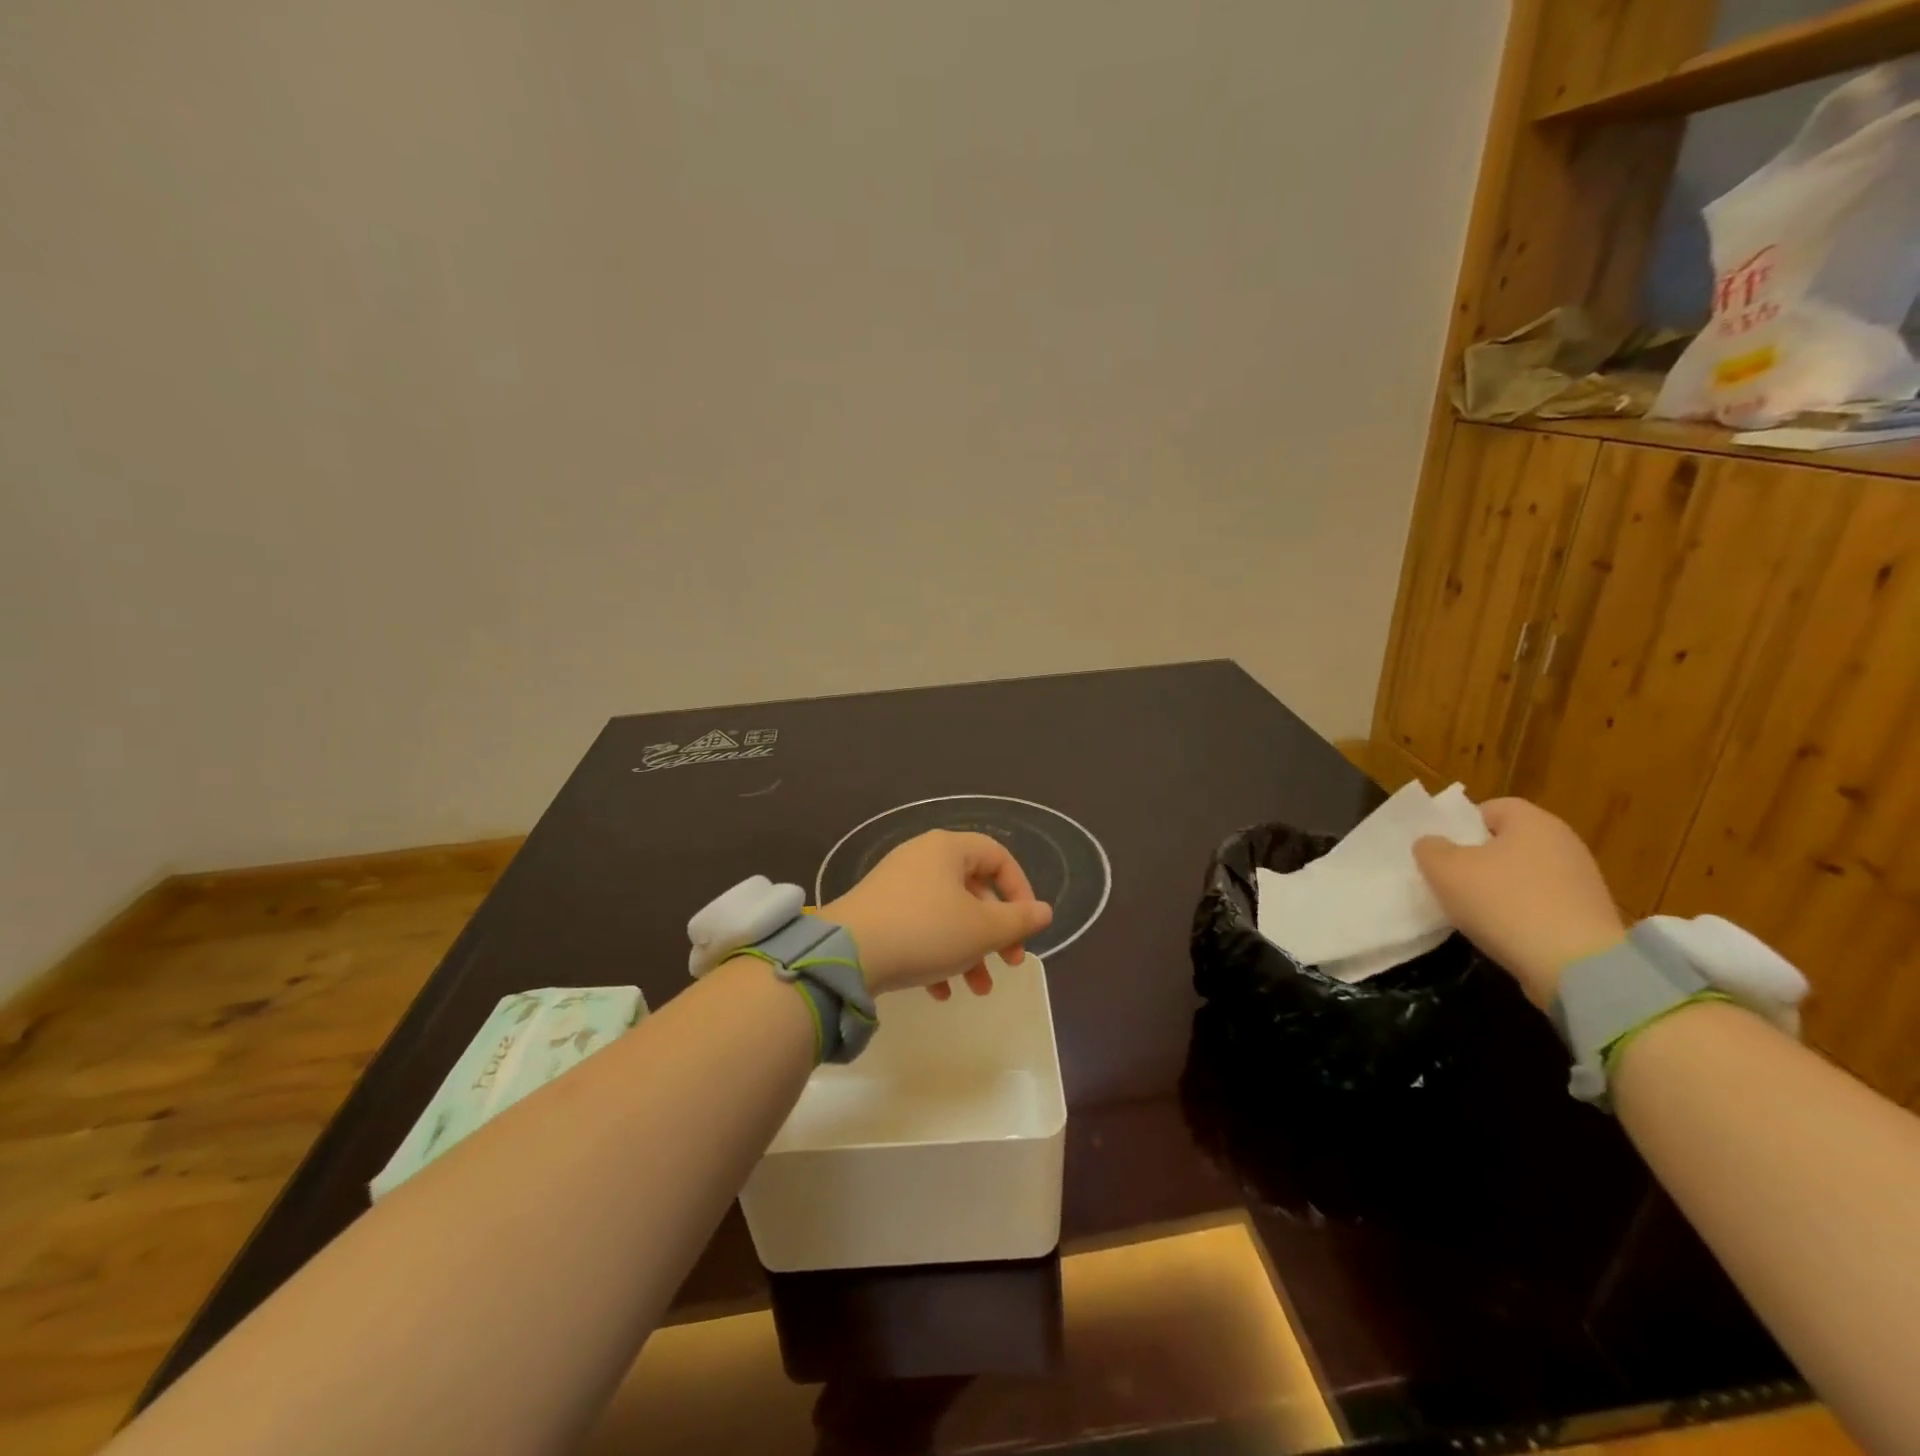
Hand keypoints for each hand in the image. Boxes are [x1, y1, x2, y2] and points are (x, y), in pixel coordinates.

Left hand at [823, 830, 1053, 998]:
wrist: (846, 955)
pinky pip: (919, 927)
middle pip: (973, 888)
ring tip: (978, 989)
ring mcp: (896, 884)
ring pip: (947, 914)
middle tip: (1009, 962)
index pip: (998, 856)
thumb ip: (1019, 920)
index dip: (1020, 890)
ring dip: (969, 950)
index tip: (1027, 927)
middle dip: (995, 931)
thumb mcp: (982, 929)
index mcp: (948, 849)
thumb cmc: (925, 932)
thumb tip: (1044, 911)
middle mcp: (921, 858)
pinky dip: (936, 955)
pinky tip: (940, 993)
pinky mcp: (878, 912)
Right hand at [1412, 798, 1625, 1009]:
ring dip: (1498, 889)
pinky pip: (1542, 903)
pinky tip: (1504, 932)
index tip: (1441, 853)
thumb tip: (1433, 845)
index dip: (1460, 827)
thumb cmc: (1504, 903)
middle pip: (1507, 842)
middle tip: (1450, 881)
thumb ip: (1429, 848)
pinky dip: (1521, 913)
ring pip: (1523, 875)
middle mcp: (1564, 842)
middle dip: (1477, 859)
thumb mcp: (1444, 870)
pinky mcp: (1589, 916)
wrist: (1576, 967)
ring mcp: (1582, 881)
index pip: (1489, 808)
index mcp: (1533, 821)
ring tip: (1473, 912)